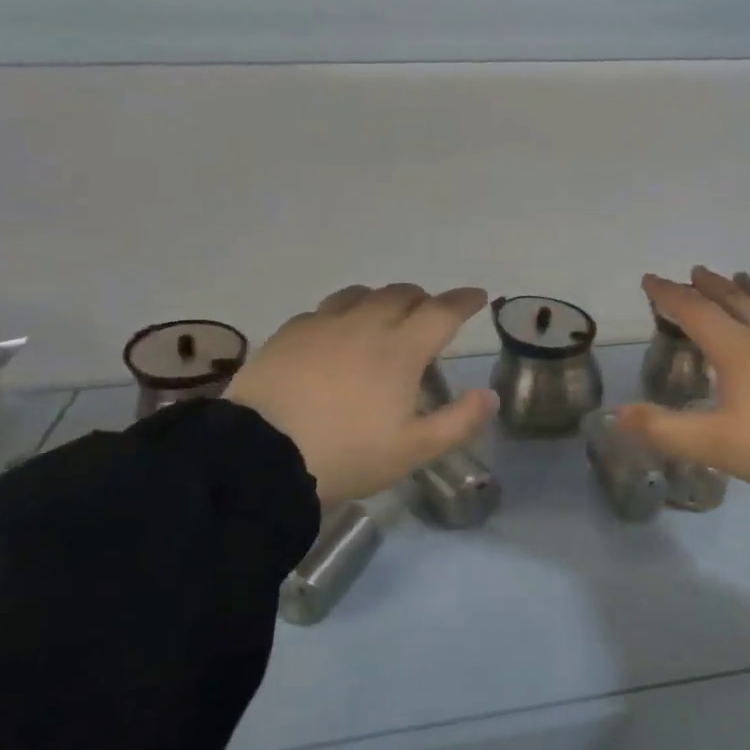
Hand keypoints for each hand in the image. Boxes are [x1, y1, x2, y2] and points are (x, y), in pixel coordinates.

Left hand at [225, 284, 496, 506]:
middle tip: (430, 314)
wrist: (260, 455)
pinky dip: (343, 313)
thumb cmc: (346, 454)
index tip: (477, 296)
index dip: (464, 301)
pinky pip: (324, 310)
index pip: (442, 311)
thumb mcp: (413, 450)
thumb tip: (489, 395)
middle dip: (423, 299)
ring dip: (382, 299)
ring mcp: (323, 324)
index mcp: (401, 349)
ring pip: (361, 294)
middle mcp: (365, 324)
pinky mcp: (289, 333)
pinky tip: (335, 334)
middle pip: (402, 294)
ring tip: (383, 317)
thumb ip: (459, 421)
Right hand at [617, 268, 749, 534]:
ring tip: (740, 281)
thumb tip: (617, 413)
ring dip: (746, 292)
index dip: (669, 294)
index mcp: (739, 350)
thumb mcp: (715, 445)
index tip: (650, 279)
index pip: (696, 311)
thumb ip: (664, 429)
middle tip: (696, 271)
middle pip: (735, 300)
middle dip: (710, 285)